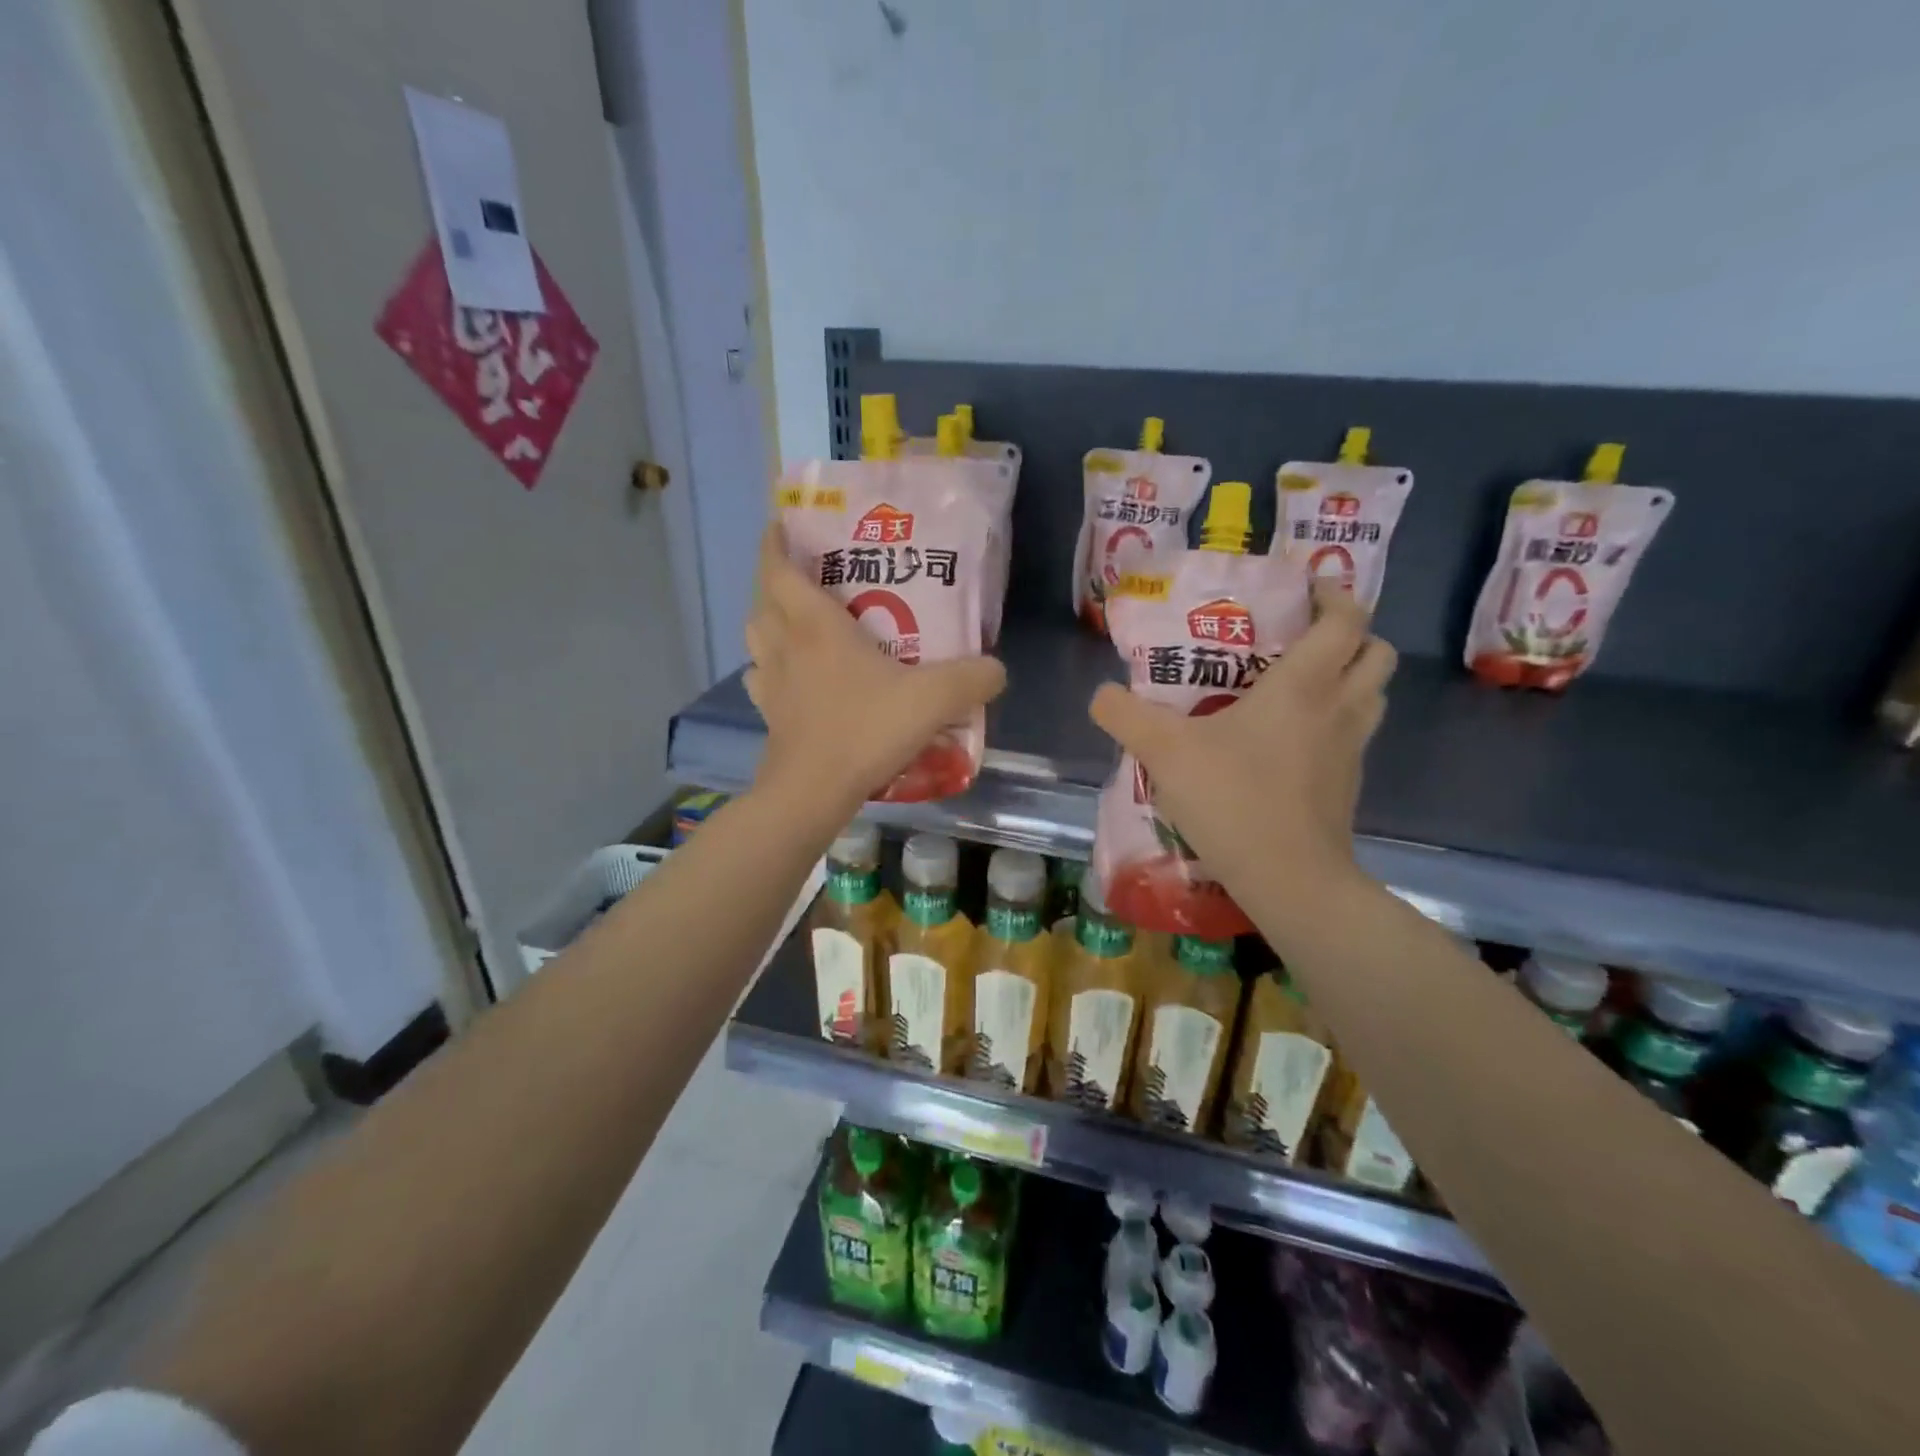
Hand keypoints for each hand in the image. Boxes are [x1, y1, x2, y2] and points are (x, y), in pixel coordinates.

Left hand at [745, 527, 1006, 823]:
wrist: (814, 791)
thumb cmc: (866, 729)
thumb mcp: (934, 699)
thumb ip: (973, 678)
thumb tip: (997, 669)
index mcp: (815, 626)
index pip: (779, 569)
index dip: (775, 542)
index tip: (779, 522)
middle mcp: (785, 646)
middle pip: (764, 601)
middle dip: (775, 581)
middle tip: (804, 577)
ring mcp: (771, 684)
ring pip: (757, 639)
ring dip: (768, 623)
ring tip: (795, 624)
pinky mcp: (769, 717)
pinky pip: (762, 680)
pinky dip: (771, 670)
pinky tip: (792, 680)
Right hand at [1088, 583, 1395, 917]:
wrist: (1289, 879)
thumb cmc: (1233, 799)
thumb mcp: (1164, 752)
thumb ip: (1126, 716)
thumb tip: (1101, 695)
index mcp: (1305, 685)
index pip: (1346, 619)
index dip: (1334, 595)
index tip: (1307, 588)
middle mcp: (1340, 707)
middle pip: (1378, 652)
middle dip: (1351, 634)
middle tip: (1304, 638)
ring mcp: (1353, 749)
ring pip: (1374, 695)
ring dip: (1350, 678)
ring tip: (1300, 685)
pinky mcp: (1349, 785)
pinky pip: (1355, 735)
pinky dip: (1336, 722)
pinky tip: (1291, 741)